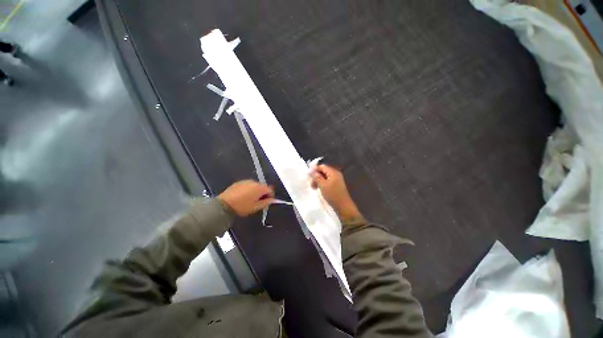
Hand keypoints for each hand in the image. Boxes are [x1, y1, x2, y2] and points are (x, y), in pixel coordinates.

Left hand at [218, 180, 274, 216]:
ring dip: (256, 191)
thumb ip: (266, 202)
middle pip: (263, 186)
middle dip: (263, 193)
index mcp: (259, 188)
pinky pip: (248, 185)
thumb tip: (272, 200)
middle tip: (259, 201)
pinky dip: (249, 189)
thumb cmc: (242, 207)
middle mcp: (254, 182)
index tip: (267, 202)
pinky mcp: (239, 182)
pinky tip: (244, 196)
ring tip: (250, 199)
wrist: (224, 205)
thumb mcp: (256, 207)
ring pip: (255, 185)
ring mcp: (246, 181)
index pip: (270, 189)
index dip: (270, 196)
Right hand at [310, 164, 361, 221]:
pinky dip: (323, 184)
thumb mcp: (322, 185)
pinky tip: (320, 189)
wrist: (343, 206)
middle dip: (316, 177)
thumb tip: (310, 170)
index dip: (314, 170)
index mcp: (333, 172)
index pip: (322, 166)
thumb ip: (316, 177)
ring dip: (318, 181)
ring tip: (315, 188)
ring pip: (325, 177)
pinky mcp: (337, 185)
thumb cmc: (332, 195)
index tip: (309, 178)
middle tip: (312, 186)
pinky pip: (328, 181)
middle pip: (323, 171)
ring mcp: (337, 179)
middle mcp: (335, 174)